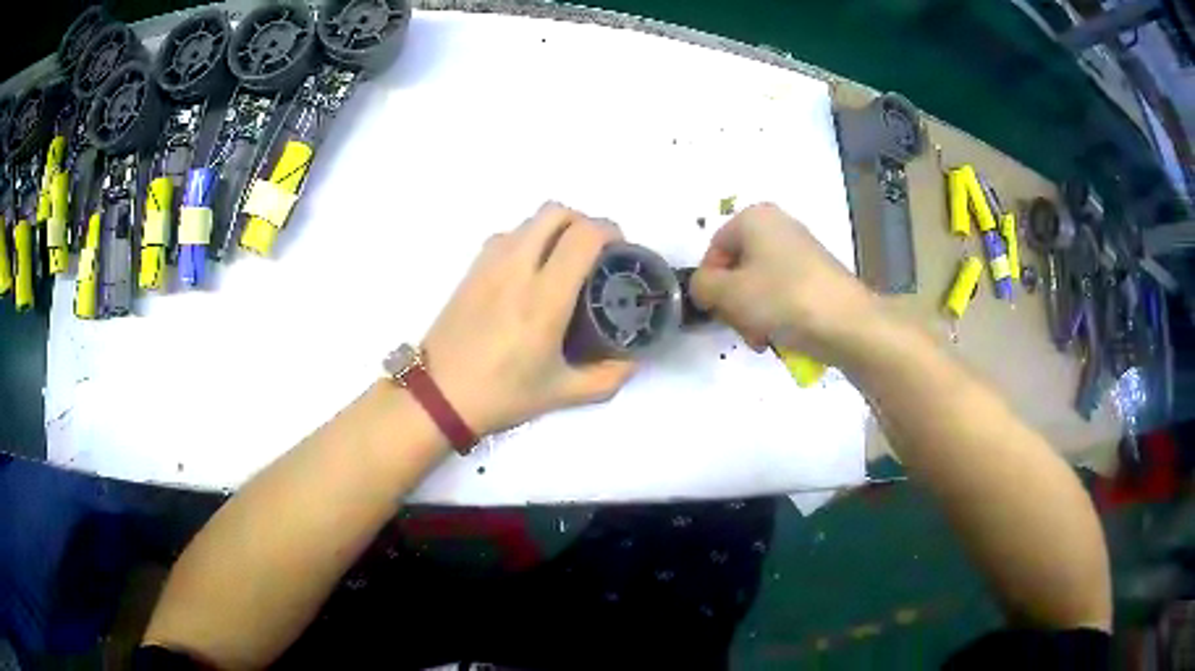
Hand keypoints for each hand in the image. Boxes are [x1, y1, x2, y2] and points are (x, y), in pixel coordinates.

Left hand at [422, 202, 636, 436]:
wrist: (438, 396)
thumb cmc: (501, 395)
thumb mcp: (561, 394)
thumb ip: (606, 378)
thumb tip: (633, 361)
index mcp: (544, 299)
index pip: (583, 236)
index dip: (610, 232)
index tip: (620, 251)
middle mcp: (517, 269)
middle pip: (555, 212)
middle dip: (584, 222)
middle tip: (595, 252)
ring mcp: (489, 265)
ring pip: (530, 220)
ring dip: (555, 230)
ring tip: (563, 262)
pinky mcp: (471, 269)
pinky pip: (507, 236)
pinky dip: (528, 239)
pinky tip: (530, 271)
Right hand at [690, 202, 877, 361]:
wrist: (846, 322)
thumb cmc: (782, 298)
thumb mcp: (729, 293)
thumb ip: (702, 286)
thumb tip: (704, 288)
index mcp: (754, 217)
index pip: (714, 249)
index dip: (709, 283)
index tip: (715, 312)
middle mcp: (778, 225)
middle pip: (737, 267)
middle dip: (734, 302)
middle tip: (740, 327)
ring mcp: (801, 250)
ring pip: (759, 284)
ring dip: (752, 313)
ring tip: (761, 338)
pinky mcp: (817, 275)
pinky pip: (783, 291)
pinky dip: (775, 313)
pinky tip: (779, 335)